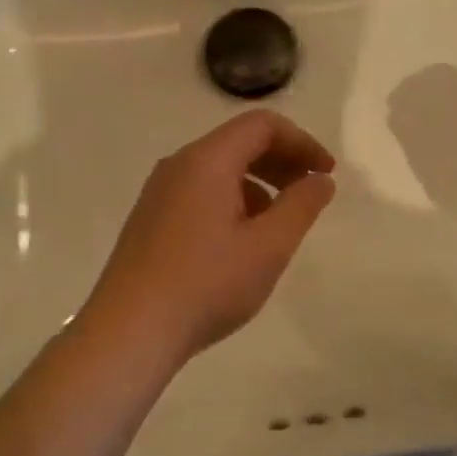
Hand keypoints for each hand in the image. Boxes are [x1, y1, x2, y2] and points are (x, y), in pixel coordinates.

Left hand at [82, 110, 335, 366]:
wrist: (131, 330)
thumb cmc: (207, 284)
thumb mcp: (268, 247)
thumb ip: (301, 206)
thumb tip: (319, 180)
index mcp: (206, 161)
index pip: (261, 125)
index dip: (302, 142)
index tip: (326, 175)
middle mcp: (177, 166)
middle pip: (238, 143)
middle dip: (281, 162)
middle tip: (309, 196)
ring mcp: (157, 194)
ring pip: (217, 171)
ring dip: (257, 186)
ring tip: (277, 227)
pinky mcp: (148, 222)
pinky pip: (198, 195)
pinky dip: (230, 204)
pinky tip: (239, 245)